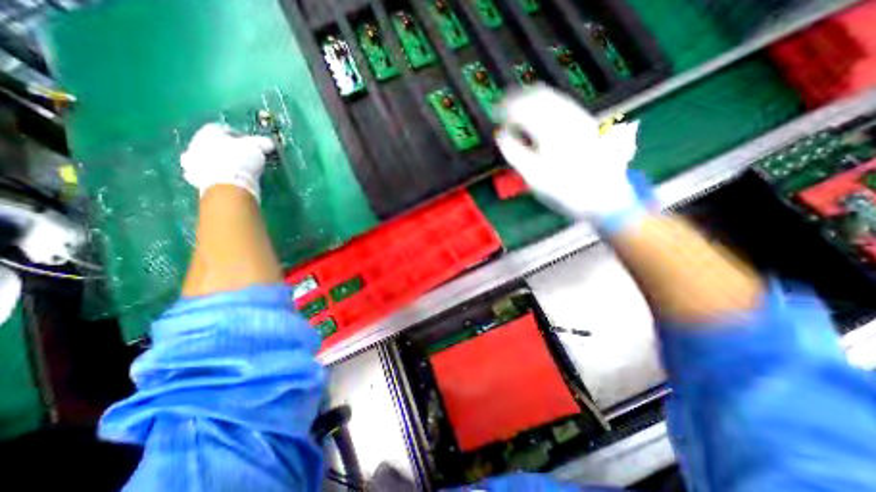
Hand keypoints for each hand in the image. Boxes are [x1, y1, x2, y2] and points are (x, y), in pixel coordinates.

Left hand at [182, 122, 276, 199]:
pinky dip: (218, 176)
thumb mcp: (257, 148)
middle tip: (243, 157)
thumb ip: (262, 143)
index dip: (239, 136)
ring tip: (237, 170)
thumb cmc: (241, 160)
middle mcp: (195, 143)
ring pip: (208, 159)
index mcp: (209, 132)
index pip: (224, 129)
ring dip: (220, 163)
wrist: (226, 184)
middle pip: (212, 144)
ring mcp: (193, 162)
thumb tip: (268, 143)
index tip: (251, 145)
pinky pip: (208, 175)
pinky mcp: (195, 179)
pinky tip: (229, 180)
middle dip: (227, 150)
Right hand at [492, 82, 640, 229]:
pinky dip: (545, 104)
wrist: (604, 197)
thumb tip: (501, 135)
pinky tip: (539, 115)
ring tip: (518, 111)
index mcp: (550, 130)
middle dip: (517, 100)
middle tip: (504, 111)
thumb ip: (514, 153)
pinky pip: (561, 103)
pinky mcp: (586, 123)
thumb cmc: (564, 191)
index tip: (496, 115)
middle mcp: (566, 117)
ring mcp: (579, 118)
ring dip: (531, 100)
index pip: (522, 108)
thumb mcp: (533, 177)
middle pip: (537, 95)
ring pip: (551, 96)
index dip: (506, 109)